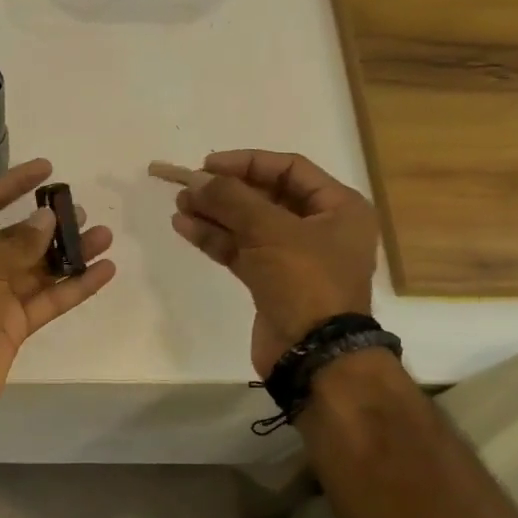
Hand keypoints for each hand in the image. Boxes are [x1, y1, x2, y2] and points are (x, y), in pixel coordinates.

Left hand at [0, 158, 115, 431]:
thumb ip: (19, 242)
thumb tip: (47, 218)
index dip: (13, 184)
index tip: (47, 168)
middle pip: (17, 237)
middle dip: (49, 224)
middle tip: (82, 212)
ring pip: (38, 269)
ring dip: (69, 254)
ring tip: (104, 237)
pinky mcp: (13, 326)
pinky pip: (48, 300)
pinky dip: (74, 287)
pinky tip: (104, 272)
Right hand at [160, 149, 377, 375]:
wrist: (314, 354)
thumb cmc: (306, 282)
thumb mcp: (271, 231)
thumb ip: (232, 199)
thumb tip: (196, 179)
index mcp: (338, 207)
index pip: (289, 168)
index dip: (247, 162)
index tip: (208, 165)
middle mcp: (319, 227)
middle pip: (266, 196)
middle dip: (225, 190)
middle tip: (187, 186)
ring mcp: (294, 257)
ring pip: (248, 225)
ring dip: (215, 213)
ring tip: (179, 204)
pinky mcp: (271, 281)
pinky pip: (241, 250)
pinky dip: (215, 238)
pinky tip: (186, 227)